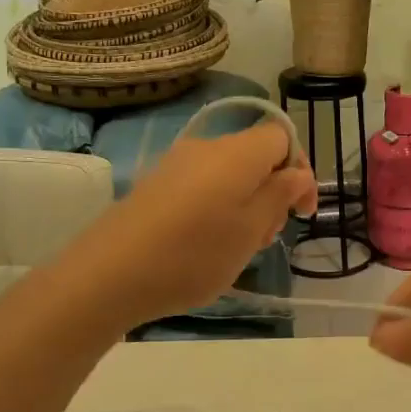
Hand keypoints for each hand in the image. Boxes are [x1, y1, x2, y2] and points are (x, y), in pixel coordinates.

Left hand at [65, 122, 317, 329]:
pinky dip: (218, 208)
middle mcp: (207, 147)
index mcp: (237, 152)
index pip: (282, 136)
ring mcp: (176, 164)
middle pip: (255, 156)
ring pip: (229, 174)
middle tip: (267, 237)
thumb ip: (280, 195)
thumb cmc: (194, 254)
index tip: (301, 212)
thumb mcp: (251, 230)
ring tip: (238, 247)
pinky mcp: (155, 184)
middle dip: (273, 192)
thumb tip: (297, 172)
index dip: (299, 169)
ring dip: (246, 204)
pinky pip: (202, 186)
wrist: (109, 274)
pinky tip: (206, 244)